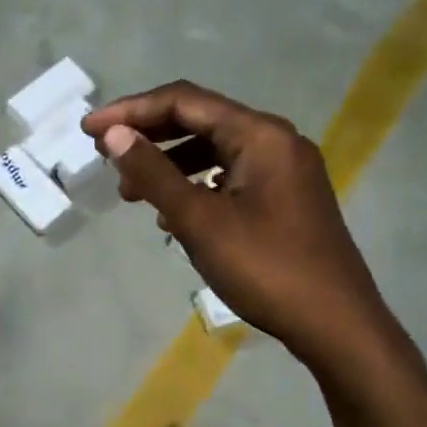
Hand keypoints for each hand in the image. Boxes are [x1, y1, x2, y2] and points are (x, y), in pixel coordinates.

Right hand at [83, 82, 388, 367]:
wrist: (336, 324)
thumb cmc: (265, 268)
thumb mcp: (200, 221)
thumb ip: (154, 173)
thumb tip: (113, 134)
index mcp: (260, 134)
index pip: (184, 101)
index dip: (131, 111)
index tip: (89, 129)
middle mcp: (276, 141)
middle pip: (201, 121)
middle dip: (150, 136)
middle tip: (106, 156)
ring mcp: (285, 171)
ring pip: (215, 152)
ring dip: (170, 165)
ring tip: (133, 194)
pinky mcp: (286, 199)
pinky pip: (231, 178)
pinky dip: (197, 186)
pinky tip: (174, 216)